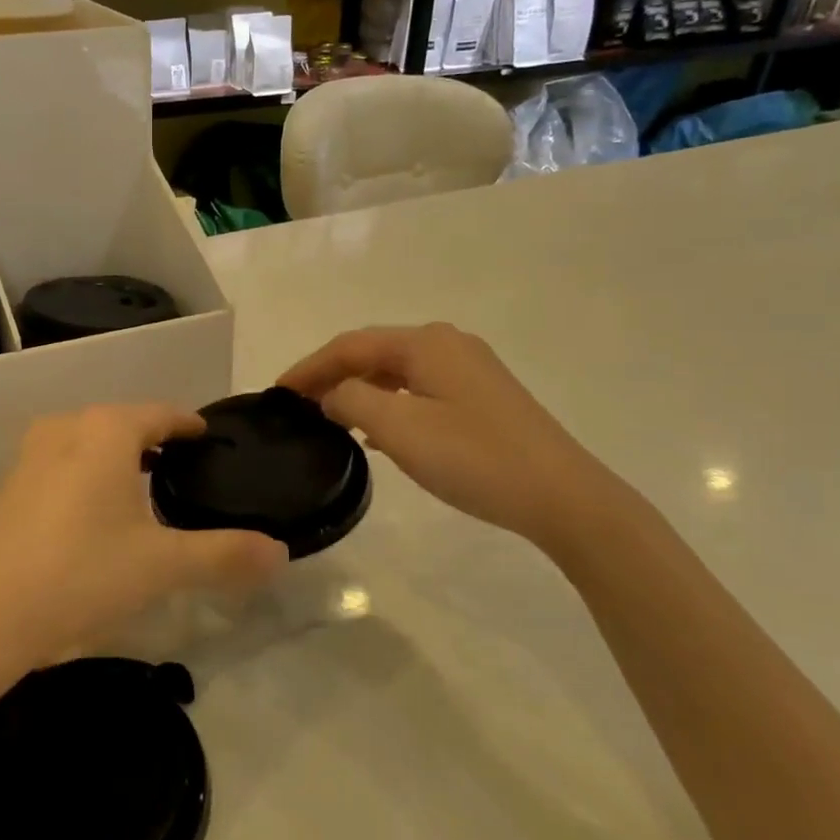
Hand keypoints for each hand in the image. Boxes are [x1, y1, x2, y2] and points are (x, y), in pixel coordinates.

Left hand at [0, 405, 288, 672]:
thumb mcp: (162, 566)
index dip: (189, 425)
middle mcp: (64, 428)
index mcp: (105, 430)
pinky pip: (59, 467)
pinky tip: (92, 519)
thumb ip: (225, 554)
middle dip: (154, 443)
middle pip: (122, 425)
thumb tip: (280, 553)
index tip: (210, 440)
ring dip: (116, 461)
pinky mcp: (4, 487)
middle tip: (184, 473)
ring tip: (143, 494)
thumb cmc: (81, 575)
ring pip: (87, 445)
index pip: (161, 413)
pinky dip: (84, 479)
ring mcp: (27, 455)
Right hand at [279, 324, 628, 550]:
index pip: (350, 345)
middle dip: (332, 375)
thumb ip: (351, 401)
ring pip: (397, 371)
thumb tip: (332, 394)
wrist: (563, 496)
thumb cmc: (474, 457)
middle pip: (373, 353)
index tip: (277, 392)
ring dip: (359, 390)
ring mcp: (470, 368)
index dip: (309, 367)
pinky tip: (378, 430)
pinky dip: (388, 402)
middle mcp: (447, 344)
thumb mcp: (399, 429)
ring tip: (329, 418)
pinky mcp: (483, 395)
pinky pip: (419, 389)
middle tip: (298, 405)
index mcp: (425, 343)